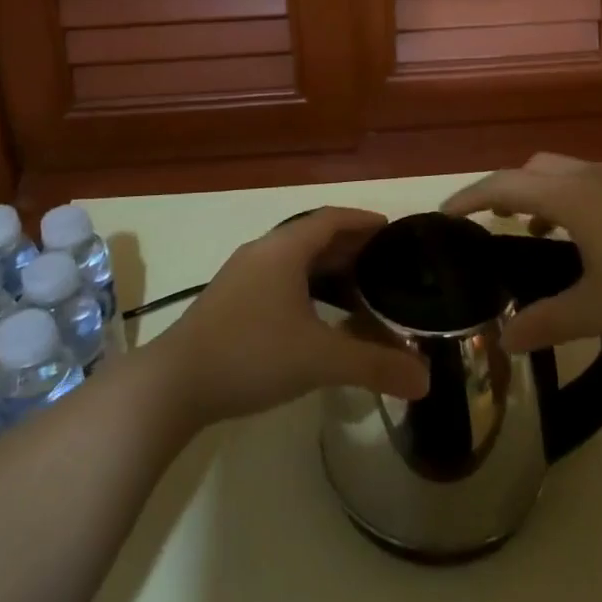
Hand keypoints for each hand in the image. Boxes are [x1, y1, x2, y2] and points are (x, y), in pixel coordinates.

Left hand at [154, 207, 429, 423]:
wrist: (174, 383)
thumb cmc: (252, 354)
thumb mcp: (320, 360)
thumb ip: (375, 365)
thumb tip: (426, 380)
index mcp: (284, 249)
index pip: (331, 219)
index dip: (363, 220)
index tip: (391, 229)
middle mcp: (262, 252)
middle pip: (313, 237)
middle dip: (349, 248)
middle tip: (384, 265)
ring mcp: (241, 275)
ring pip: (293, 260)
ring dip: (326, 270)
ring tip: (358, 293)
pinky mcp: (229, 300)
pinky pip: (278, 279)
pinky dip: (305, 287)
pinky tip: (316, 319)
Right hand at [443, 153, 601, 353]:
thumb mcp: (601, 310)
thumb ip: (548, 322)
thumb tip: (505, 340)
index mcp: (573, 196)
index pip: (504, 185)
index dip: (470, 197)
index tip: (445, 215)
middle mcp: (594, 177)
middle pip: (534, 168)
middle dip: (506, 190)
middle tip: (491, 225)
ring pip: (567, 174)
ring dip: (543, 196)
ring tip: (538, 236)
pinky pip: (594, 185)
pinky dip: (573, 202)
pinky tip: (591, 244)